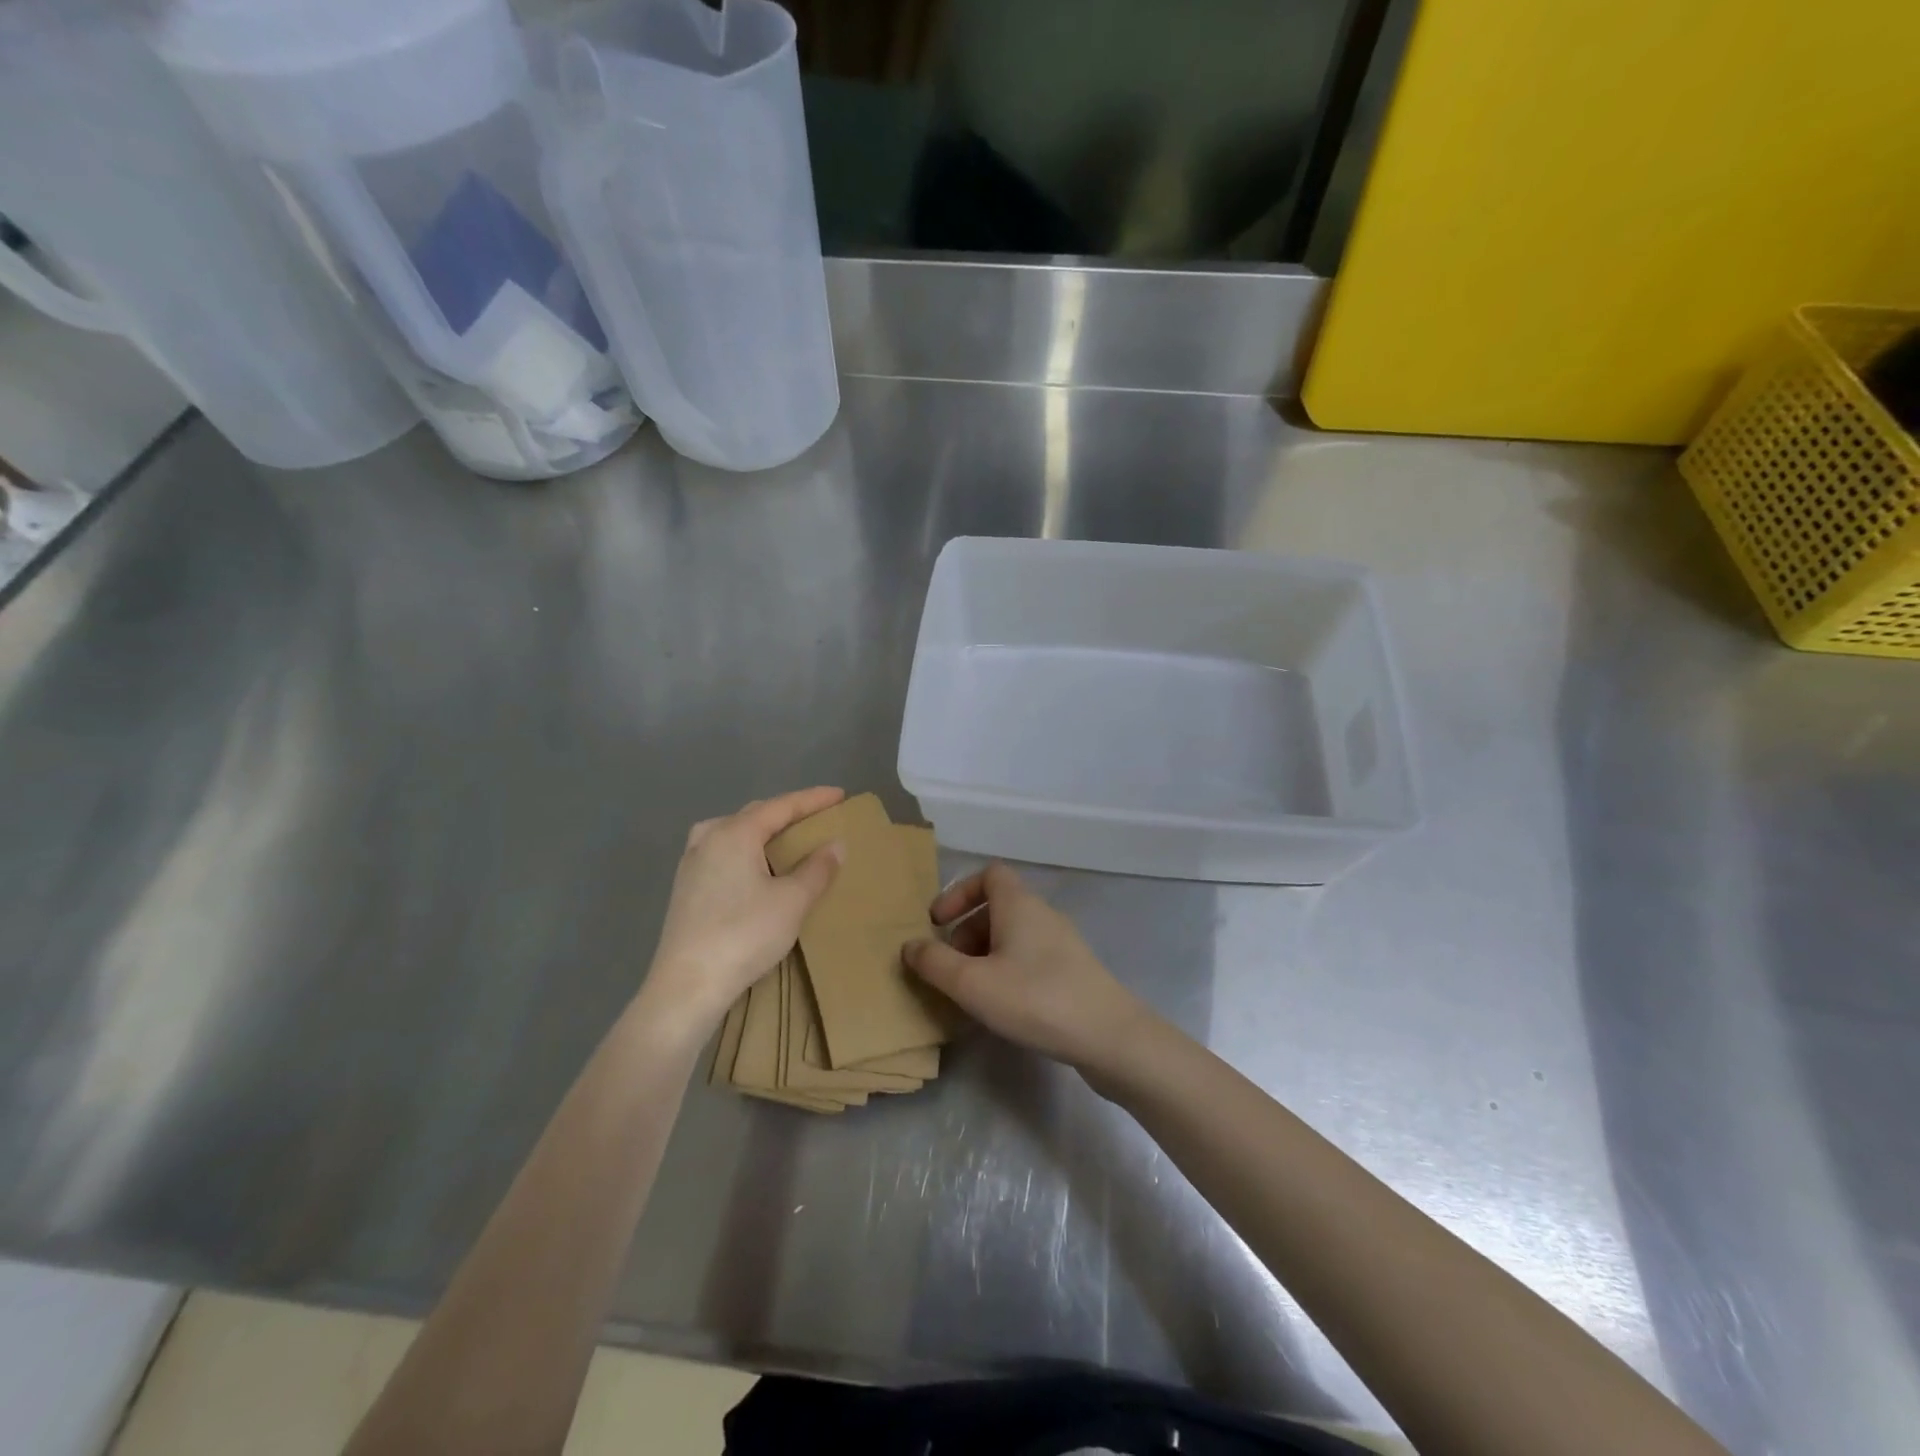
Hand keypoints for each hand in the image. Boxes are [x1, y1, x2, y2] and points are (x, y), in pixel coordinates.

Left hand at [637, 788, 844, 1041]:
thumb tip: (836, 845)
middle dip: (787, 813)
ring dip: (763, 831)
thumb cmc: (744, 934)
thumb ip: (817, 869)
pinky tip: (755, 868)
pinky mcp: (685, 888)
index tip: (840, 794)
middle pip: (755, 814)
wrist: (687, 985)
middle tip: (817, 816)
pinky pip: (722, 853)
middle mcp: (708, 838)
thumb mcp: (792, 901)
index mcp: (735, 833)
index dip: (813, 799)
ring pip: (734, 832)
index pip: (781, 806)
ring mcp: (691, 863)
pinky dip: (746, 850)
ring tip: (786, 839)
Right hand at [903, 863, 1150, 1076]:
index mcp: (1019, 904)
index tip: (938, 923)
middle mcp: (1042, 914)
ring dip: (985, 955)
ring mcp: (1062, 943)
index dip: (959, 892)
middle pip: (997, 907)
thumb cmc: (1035, 998)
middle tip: (949, 968)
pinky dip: (1007, 971)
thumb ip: (934, 963)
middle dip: (966, 932)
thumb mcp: (972, 983)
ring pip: (1013, 936)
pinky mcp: (1073, 972)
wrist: (1110, 1036)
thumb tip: (910, 945)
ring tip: (970, 993)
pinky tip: (1002, 1007)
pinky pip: (1030, 958)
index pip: (988, 874)